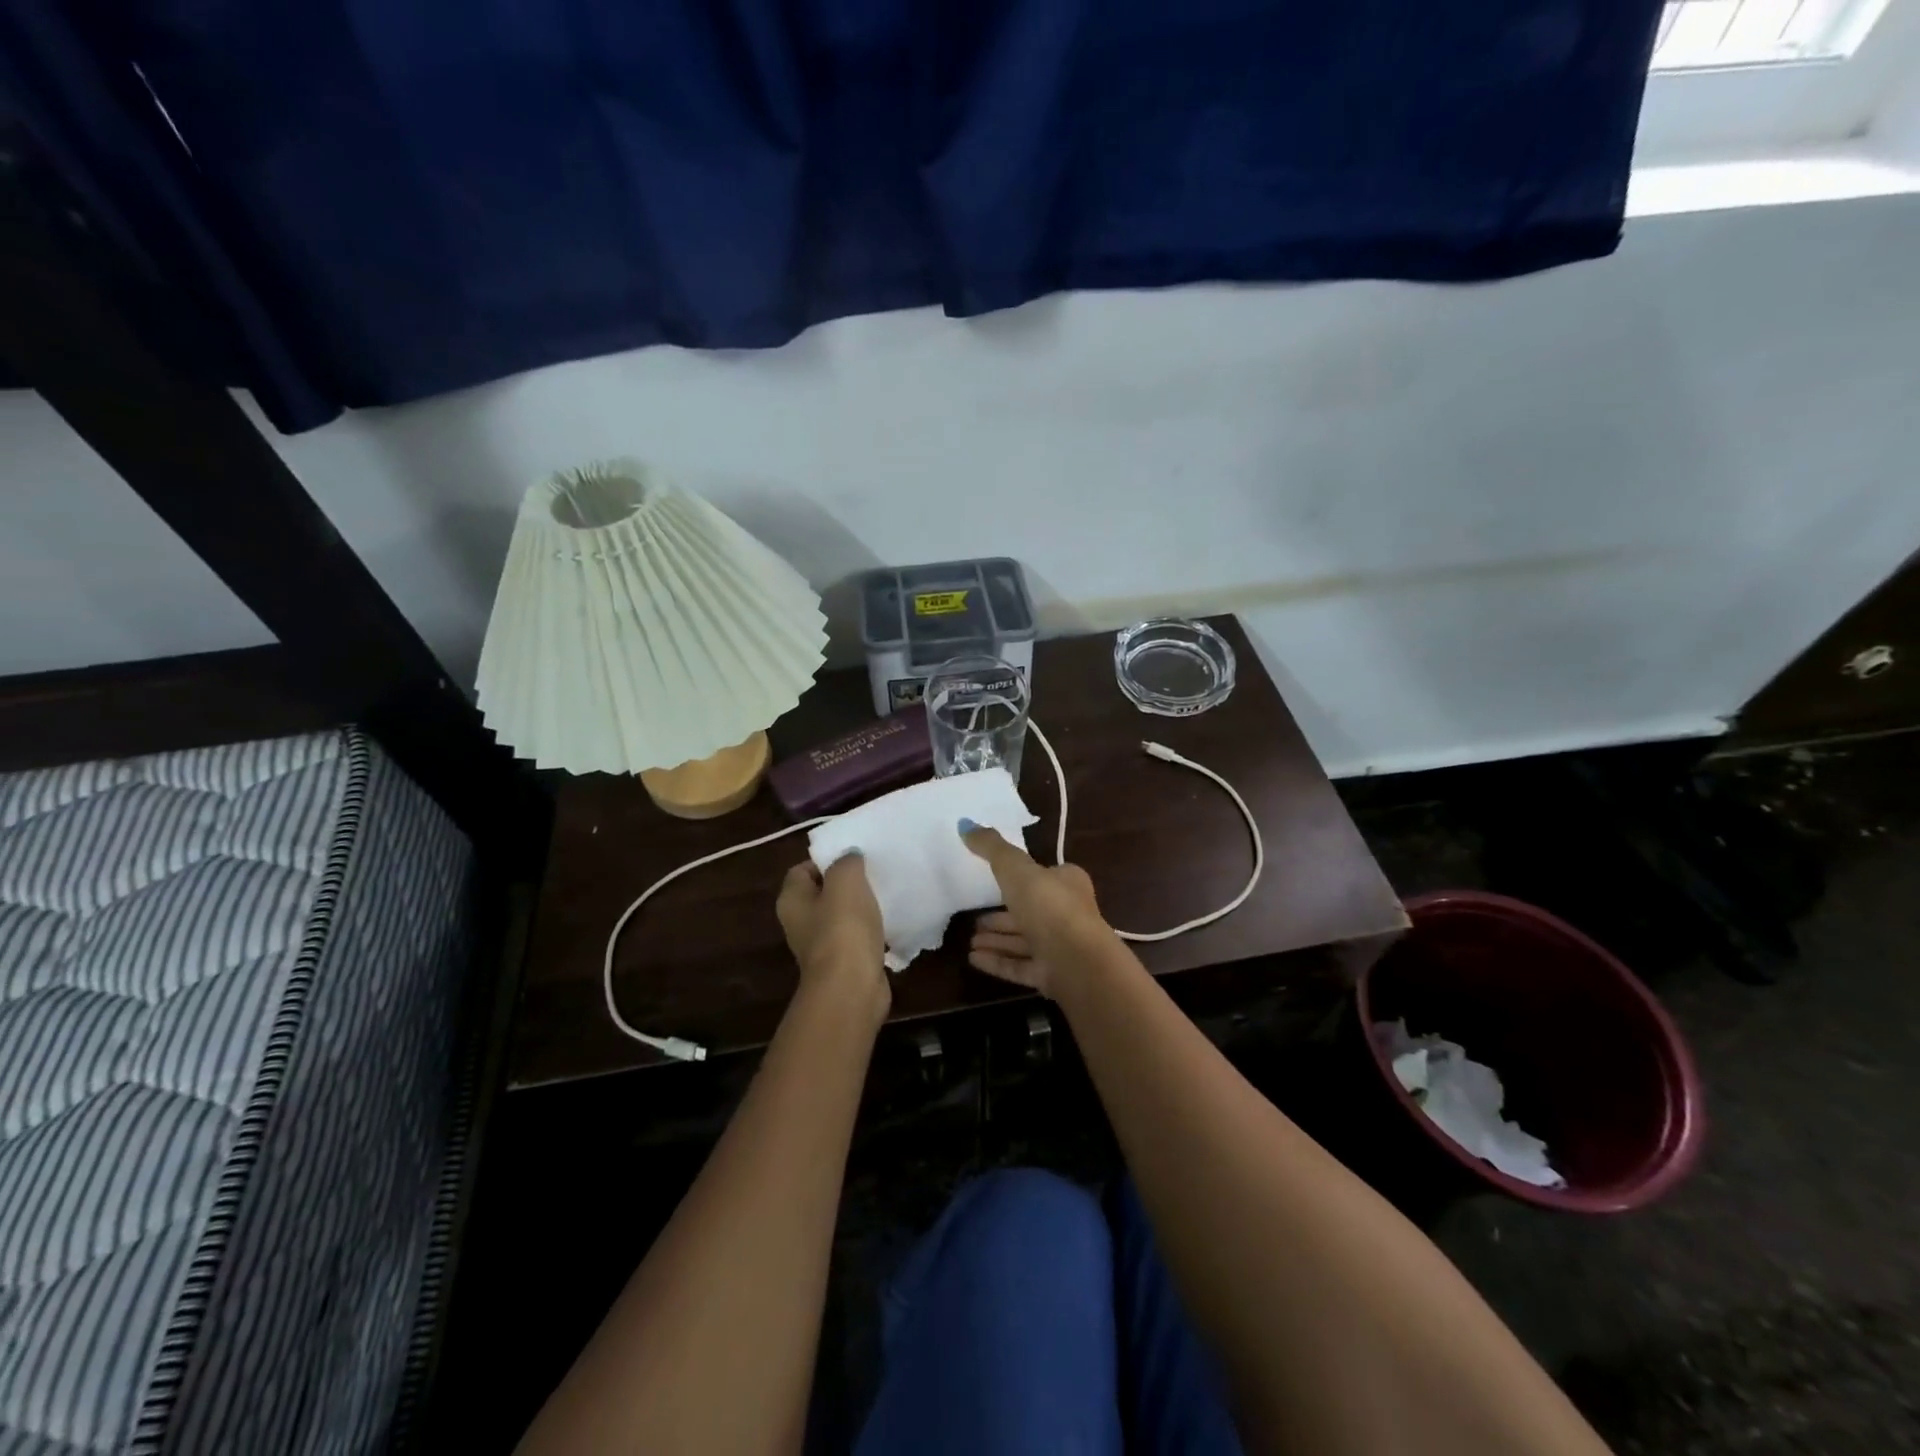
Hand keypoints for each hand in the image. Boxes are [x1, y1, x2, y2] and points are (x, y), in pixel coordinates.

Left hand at [777, 854, 888, 1021]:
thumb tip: (849, 855)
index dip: (825, 859)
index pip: (802, 869)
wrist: (852, 988)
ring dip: (860, 906)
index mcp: (792, 900)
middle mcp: (800, 922)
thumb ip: (846, 861)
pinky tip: (889, 922)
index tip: (853, 855)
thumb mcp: (846, 881)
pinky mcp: (844, 962)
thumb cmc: (843, 929)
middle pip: (822, 892)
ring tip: (884, 893)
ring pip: (841, 915)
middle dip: (846, 881)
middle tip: (873, 871)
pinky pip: (857, 937)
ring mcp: (821, 945)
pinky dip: (871, 929)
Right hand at [960, 823, 1111, 998]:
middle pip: (1030, 911)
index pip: (1044, 876)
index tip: (994, 881)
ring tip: (969, 939)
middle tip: (974, 917)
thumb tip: (965, 824)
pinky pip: (1020, 965)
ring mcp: (1061, 947)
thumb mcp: (1015, 868)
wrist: (1076, 960)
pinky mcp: (1052, 975)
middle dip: (1002, 914)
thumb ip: (992, 848)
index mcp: (1067, 883)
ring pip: (1024, 941)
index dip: (1021, 878)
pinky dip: (998, 960)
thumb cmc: (1049, 905)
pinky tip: (973, 959)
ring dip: (997, 939)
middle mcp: (1067, 914)